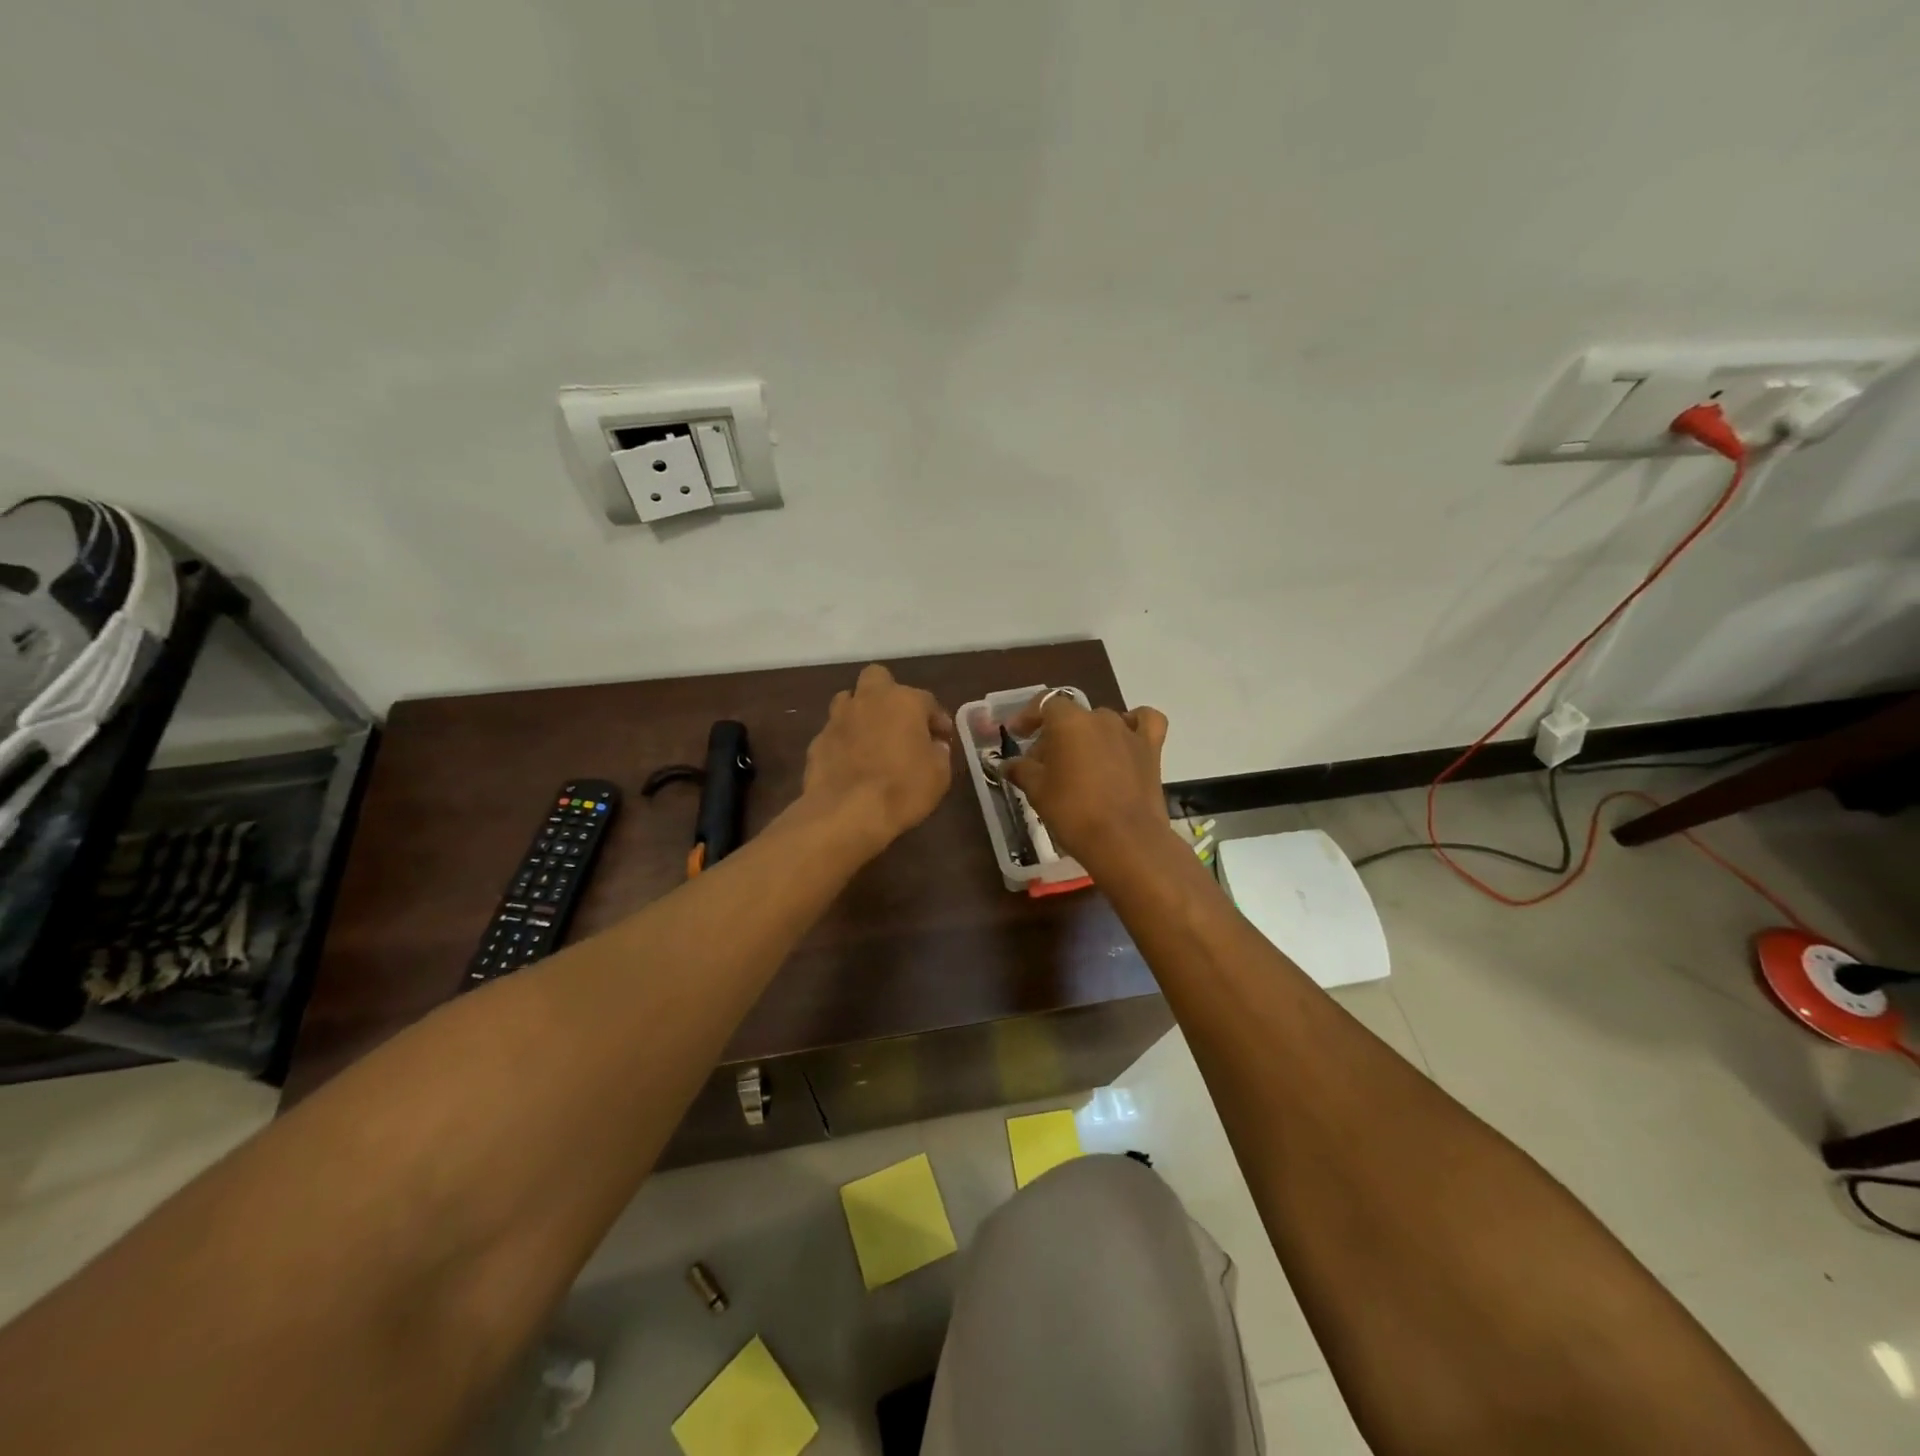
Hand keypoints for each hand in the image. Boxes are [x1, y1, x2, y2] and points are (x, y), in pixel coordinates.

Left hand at [801, 664, 955, 852]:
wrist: (847, 812)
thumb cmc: (903, 789)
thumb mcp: (939, 774)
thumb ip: (939, 753)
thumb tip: (934, 745)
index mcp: (904, 701)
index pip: (927, 701)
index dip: (937, 719)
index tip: (942, 738)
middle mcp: (869, 700)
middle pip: (877, 678)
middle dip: (888, 693)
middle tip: (899, 720)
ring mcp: (838, 718)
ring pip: (849, 700)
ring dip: (861, 712)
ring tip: (871, 738)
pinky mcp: (817, 740)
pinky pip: (835, 732)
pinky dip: (844, 741)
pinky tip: (851, 762)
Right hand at [1001, 694, 1170, 865]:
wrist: (1125, 841)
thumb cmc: (1073, 812)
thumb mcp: (1037, 792)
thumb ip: (1021, 771)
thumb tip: (1009, 764)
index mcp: (1069, 721)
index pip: (1044, 704)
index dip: (1028, 717)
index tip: (1017, 735)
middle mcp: (1100, 718)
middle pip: (1072, 717)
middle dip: (1055, 736)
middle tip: (1042, 766)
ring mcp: (1129, 732)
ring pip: (1103, 722)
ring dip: (1087, 737)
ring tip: (1079, 764)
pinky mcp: (1152, 750)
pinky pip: (1144, 723)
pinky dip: (1134, 725)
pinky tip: (1124, 740)